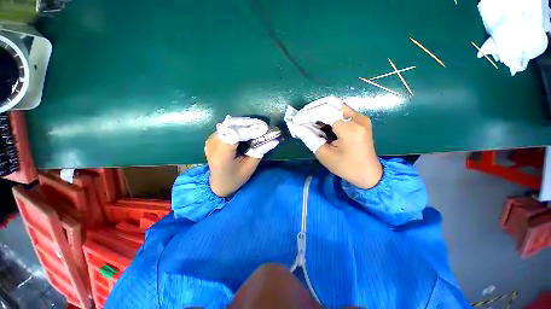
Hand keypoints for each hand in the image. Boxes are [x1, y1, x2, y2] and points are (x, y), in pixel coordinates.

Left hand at [205, 116, 278, 196]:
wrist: (218, 183)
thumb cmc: (235, 178)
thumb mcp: (250, 167)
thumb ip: (260, 151)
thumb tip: (273, 139)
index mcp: (221, 156)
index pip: (234, 135)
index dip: (249, 129)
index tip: (263, 128)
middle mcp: (212, 145)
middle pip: (230, 127)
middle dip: (248, 124)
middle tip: (262, 126)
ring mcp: (210, 140)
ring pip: (229, 125)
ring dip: (243, 124)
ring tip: (256, 127)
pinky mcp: (212, 138)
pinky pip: (227, 128)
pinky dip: (238, 127)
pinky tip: (247, 130)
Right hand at [292, 101, 381, 188]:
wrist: (369, 173)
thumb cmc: (346, 167)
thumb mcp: (324, 155)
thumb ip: (310, 138)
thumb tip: (298, 126)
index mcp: (350, 129)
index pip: (325, 112)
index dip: (308, 114)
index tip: (296, 120)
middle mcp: (358, 118)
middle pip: (331, 103)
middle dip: (313, 108)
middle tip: (301, 117)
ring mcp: (361, 117)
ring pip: (336, 105)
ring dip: (320, 110)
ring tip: (307, 119)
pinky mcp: (360, 120)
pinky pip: (341, 111)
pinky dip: (327, 113)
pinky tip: (319, 122)